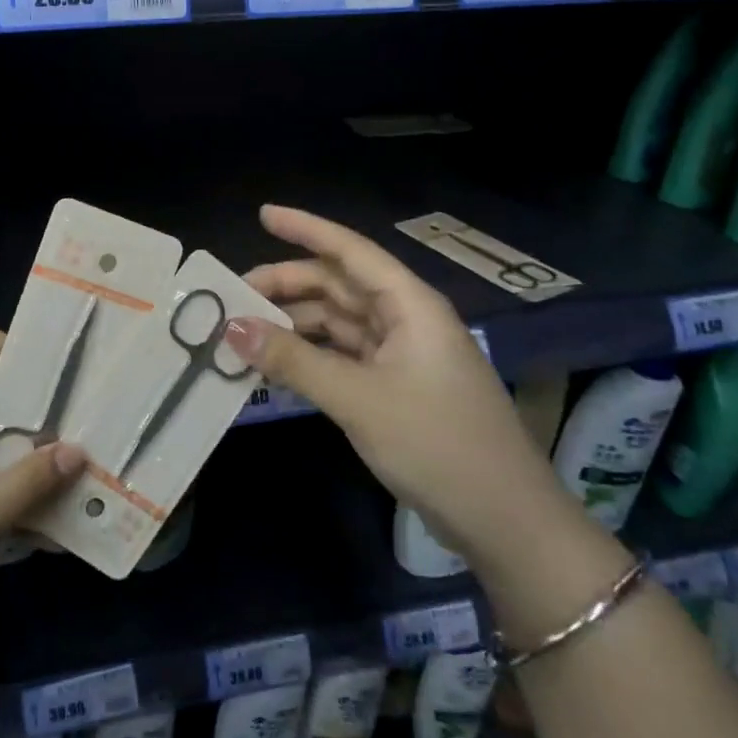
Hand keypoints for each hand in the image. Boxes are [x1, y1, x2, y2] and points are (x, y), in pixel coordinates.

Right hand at [225, 205, 563, 554]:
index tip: (262, 215)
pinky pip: (341, 356)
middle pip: (338, 286)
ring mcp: (401, 355)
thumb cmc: (437, 445)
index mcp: (410, 305)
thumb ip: (293, 360)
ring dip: (293, 323)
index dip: (305, 229)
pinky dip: (308, 356)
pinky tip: (274, 365)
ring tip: (244, 332)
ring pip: (337, 322)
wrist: (505, 522)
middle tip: (233, 297)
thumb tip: (232, 327)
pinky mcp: (395, 388)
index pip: (350, 250)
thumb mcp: (358, 399)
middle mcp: (406, 320)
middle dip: (287, 285)